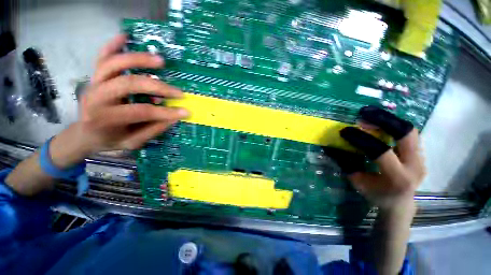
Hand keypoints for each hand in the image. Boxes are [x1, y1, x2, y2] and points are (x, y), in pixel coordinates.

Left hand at [50, 35, 188, 167]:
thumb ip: (153, 130)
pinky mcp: (95, 77)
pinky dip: (112, 45)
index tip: (185, 112)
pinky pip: (101, 57)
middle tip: (178, 92)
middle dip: (157, 87)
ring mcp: (94, 83)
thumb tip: (174, 117)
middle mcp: (97, 97)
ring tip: (161, 61)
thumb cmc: (110, 140)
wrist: (84, 134)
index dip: (166, 112)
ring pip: (114, 64)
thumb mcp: (133, 142)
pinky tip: (126, 37)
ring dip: (139, 59)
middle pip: (128, 84)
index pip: (141, 112)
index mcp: (105, 119)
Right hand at [327, 106, 424, 210]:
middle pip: (406, 134)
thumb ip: (347, 164)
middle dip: (384, 120)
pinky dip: (393, 126)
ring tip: (370, 115)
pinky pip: (409, 134)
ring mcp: (421, 159)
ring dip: (389, 120)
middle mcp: (415, 166)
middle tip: (364, 113)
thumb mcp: (358, 182)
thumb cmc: (376, 194)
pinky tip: (380, 124)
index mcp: (398, 178)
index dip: (361, 139)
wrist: (400, 203)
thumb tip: (331, 148)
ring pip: (410, 131)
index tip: (345, 131)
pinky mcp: (420, 154)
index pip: (381, 152)